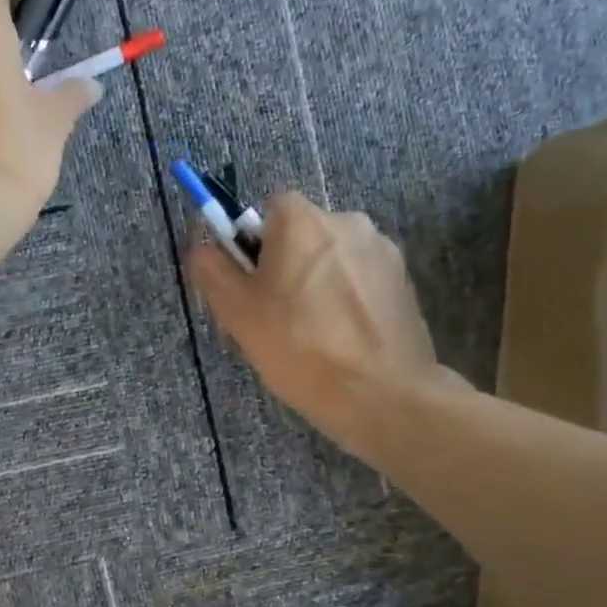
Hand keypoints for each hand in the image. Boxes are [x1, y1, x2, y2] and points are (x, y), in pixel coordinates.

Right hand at [187, 192, 453, 456]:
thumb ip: (210, 268)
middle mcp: (347, 220)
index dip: (252, 247)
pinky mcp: (405, 281)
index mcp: (302, 219)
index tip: (251, 289)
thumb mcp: (236, 312)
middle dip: (286, 266)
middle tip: (276, 318)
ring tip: (313, 335)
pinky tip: (343, 340)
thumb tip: (202, 245)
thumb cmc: (299, 347)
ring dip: (319, 284)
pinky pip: (360, 281)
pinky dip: (348, 301)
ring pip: (332, 259)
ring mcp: (382, 251)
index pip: (266, 211)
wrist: (381, 394)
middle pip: (302, 235)